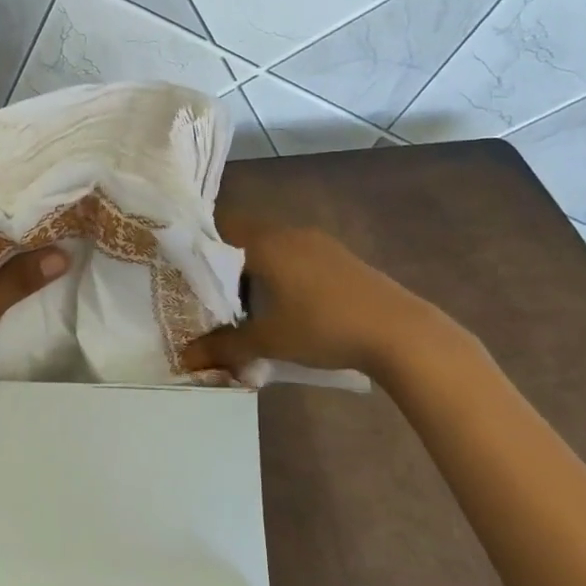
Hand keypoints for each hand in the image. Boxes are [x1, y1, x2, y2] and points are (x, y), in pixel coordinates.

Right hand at [184, 214, 463, 381]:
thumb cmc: (324, 327)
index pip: (221, 227)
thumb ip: (225, 347)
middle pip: (246, 235)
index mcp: (265, 243)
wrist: (399, 331)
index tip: (189, 270)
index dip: (202, 245)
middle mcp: (289, 233)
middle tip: (215, 293)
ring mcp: (319, 242)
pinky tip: (291, 305)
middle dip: (229, 262)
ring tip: (251, 304)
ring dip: (259, 267)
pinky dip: (285, 272)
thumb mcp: (269, 341)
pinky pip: (298, 255)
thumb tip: (185, 358)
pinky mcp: (341, 257)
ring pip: (274, 245)